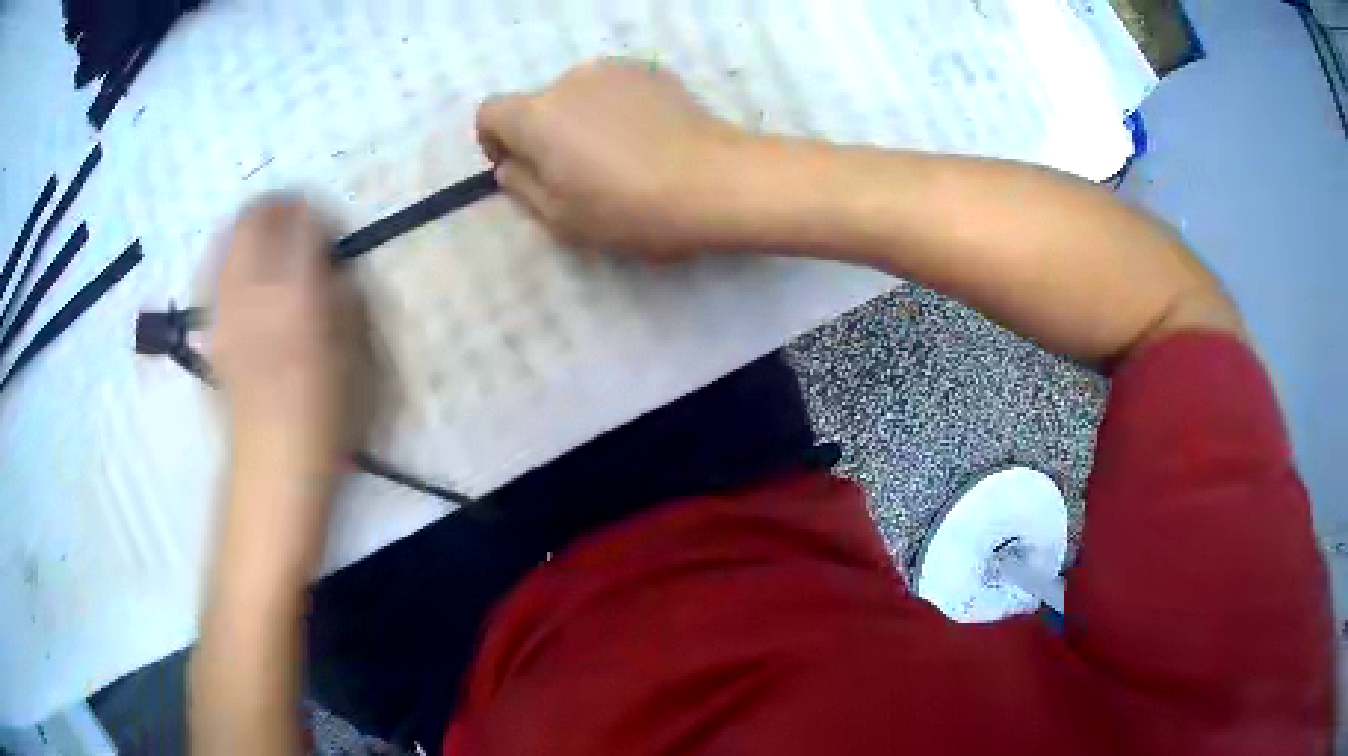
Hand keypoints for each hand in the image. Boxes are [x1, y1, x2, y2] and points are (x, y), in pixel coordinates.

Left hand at [211, 195, 359, 487]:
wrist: (273, 459)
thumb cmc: (324, 410)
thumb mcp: (352, 350)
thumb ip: (341, 294)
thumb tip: (329, 263)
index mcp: (297, 295)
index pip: (302, 223)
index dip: (316, 211)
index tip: (327, 221)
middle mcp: (254, 290)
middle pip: (256, 220)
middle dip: (276, 205)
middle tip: (293, 212)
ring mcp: (227, 307)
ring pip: (230, 239)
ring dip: (249, 225)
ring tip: (265, 228)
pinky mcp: (212, 326)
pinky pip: (213, 271)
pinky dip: (226, 253)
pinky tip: (237, 259)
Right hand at [476, 58, 747, 255]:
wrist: (718, 182)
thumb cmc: (631, 209)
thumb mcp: (562, 219)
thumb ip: (521, 187)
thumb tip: (509, 165)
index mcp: (537, 115)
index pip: (489, 112)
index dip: (495, 141)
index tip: (521, 168)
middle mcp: (570, 79)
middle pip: (538, 103)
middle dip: (545, 134)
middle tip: (579, 174)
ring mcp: (616, 69)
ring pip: (579, 95)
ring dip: (583, 119)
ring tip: (620, 157)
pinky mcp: (653, 71)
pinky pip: (617, 89)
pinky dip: (618, 109)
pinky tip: (649, 140)